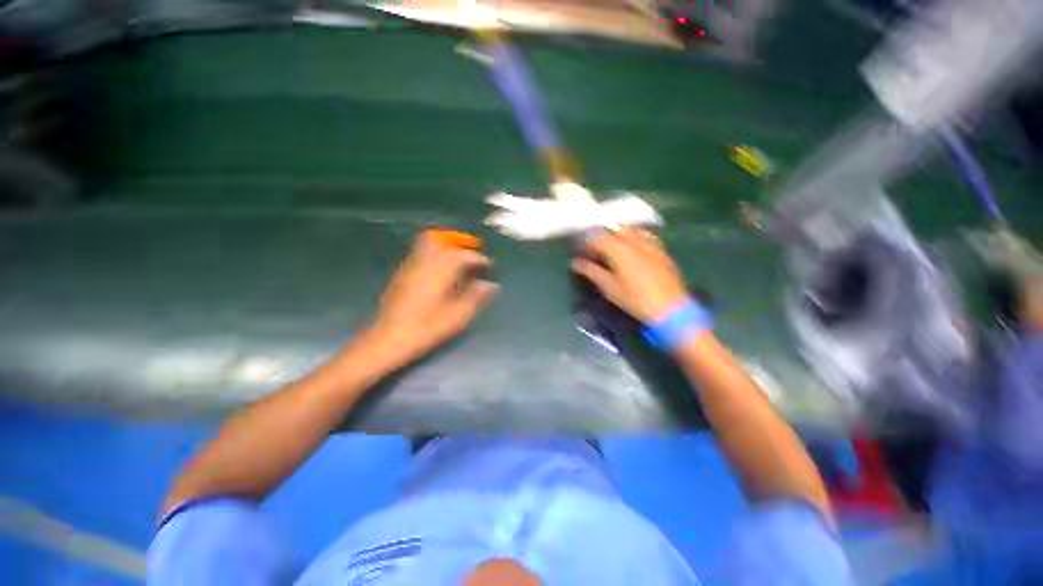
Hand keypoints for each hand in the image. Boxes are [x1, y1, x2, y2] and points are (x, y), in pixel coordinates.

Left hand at [366, 233, 498, 366]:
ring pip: (426, 244)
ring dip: (445, 247)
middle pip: (439, 239)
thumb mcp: (458, 315)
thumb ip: (476, 297)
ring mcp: (409, 267)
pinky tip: (441, 274)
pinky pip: (420, 254)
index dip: (479, 259)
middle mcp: (423, 262)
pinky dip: (434, 256)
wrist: (388, 339)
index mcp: (439, 270)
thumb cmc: (426, 328)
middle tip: (470, 254)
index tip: (490, 267)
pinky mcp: (401, 275)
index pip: (463, 255)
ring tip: (458, 262)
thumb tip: (491, 285)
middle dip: (457, 242)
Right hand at [572, 229, 688, 323]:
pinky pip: (645, 236)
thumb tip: (576, 263)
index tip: (584, 255)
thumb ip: (592, 272)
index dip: (588, 244)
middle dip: (603, 237)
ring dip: (619, 235)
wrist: (670, 308)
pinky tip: (634, 249)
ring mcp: (650, 244)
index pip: (598, 237)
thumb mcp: (609, 288)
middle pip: (614, 230)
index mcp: (619, 249)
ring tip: (614, 248)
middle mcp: (635, 241)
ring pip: (631, 230)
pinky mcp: (661, 250)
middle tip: (598, 251)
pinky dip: (635, 237)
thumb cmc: (635, 299)